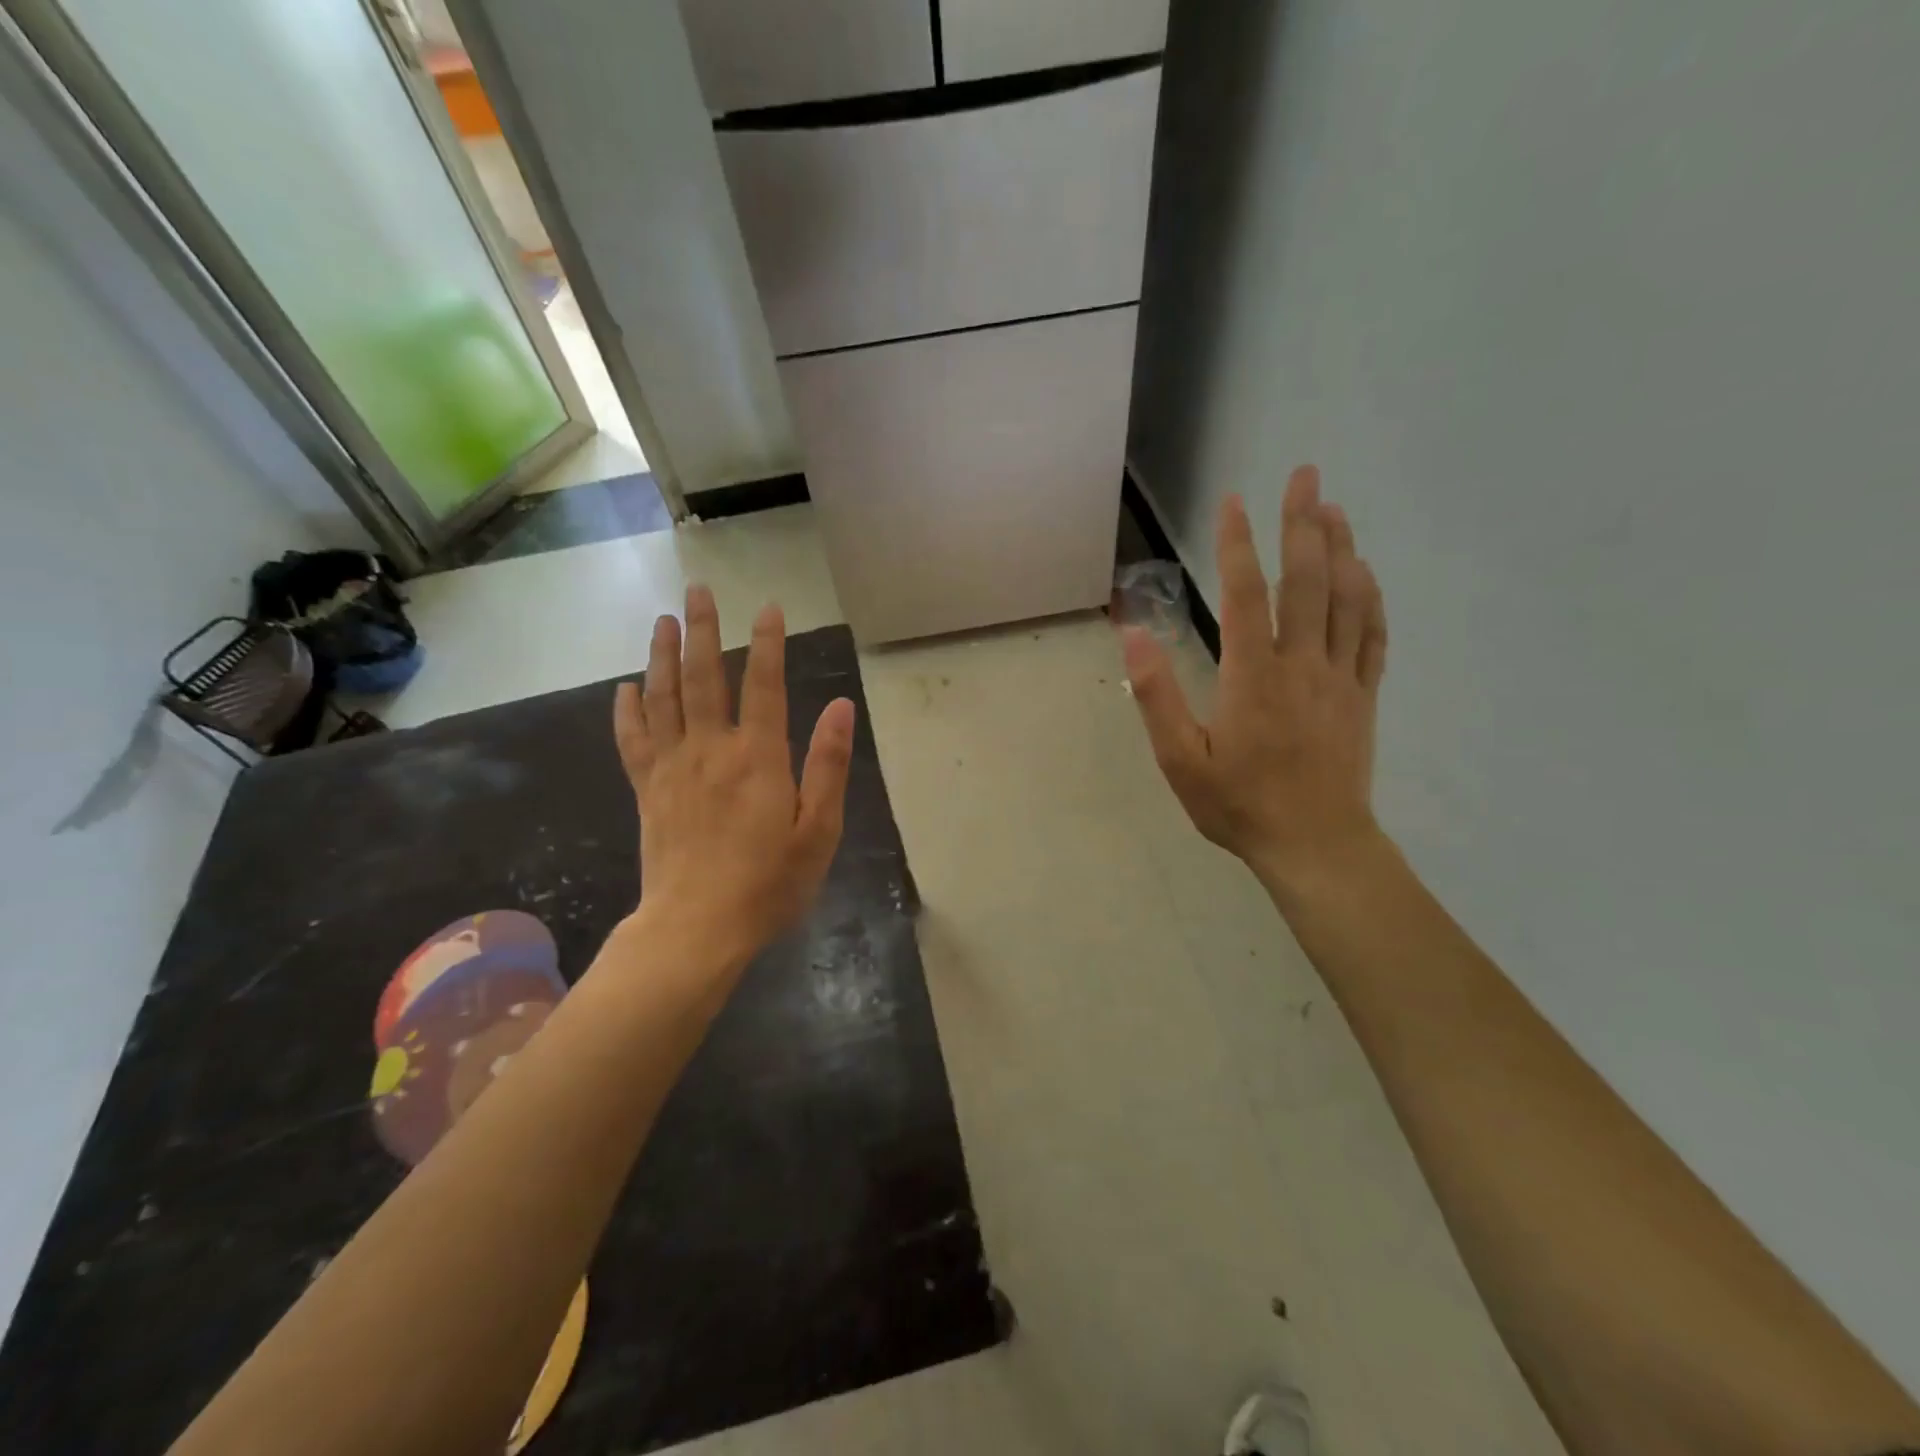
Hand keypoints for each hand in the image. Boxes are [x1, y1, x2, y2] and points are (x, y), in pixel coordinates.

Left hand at [613, 585, 854, 965]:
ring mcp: (672, 768)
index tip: (768, 607)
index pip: (763, 684)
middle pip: (702, 677)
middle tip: (696, 589)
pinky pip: (632, 740)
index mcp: (758, 758)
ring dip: (661, 655)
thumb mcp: (818, 831)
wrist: (696, 930)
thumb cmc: (769, 884)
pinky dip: (627, 710)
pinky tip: (625, 687)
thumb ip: (828, 765)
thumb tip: (841, 707)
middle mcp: (711, 750)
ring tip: (662, 621)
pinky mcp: (647, 791)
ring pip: (662, 698)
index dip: (768, 642)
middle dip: (701, 629)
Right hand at [1122, 466, 1388, 894]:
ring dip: (1341, 548)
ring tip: (1334, 508)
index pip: (1244, 595)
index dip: (1237, 544)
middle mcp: (1301, 664)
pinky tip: (1364, 573)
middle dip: (1303, 523)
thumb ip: (1158, 695)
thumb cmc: (1239, 804)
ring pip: (1346, 599)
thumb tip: (1134, 635)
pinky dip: (1370, 598)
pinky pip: (1372, 636)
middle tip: (1305, 475)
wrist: (1315, 845)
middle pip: (1306, 581)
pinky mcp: (1363, 696)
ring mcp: (1339, 678)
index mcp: (1252, 676)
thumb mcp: (1180, 759)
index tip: (1234, 502)